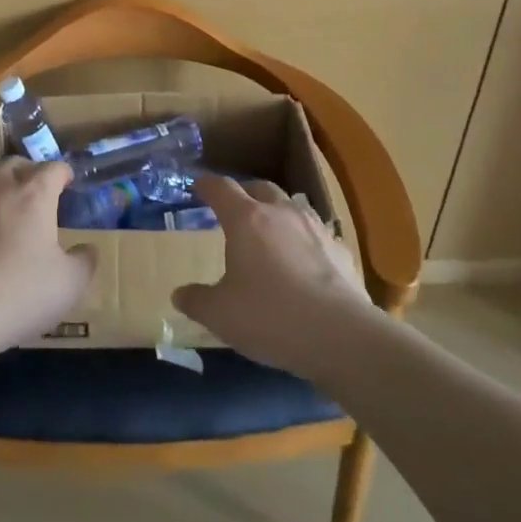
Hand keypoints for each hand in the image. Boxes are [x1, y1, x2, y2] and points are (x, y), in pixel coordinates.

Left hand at [0, 159, 96, 364]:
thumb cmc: (19, 293)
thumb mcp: (69, 285)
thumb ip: (85, 261)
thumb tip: (87, 248)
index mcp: (34, 194)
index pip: (53, 168)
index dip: (65, 174)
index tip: (71, 185)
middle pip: (16, 164)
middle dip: (32, 172)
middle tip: (42, 195)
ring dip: (3, 189)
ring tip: (12, 214)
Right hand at [173, 177, 380, 382]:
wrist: (341, 337)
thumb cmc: (269, 317)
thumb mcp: (220, 315)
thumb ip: (196, 300)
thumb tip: (179, 294)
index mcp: (246, 220)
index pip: (221, 188)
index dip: (207, 185)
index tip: (198, 186)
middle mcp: (281, 213)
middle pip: (260, 187)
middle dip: (244, 193)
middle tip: (234, 208)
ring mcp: (315, 229)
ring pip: (292, 206)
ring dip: (277, 212)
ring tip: (270, 230)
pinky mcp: (340, 251)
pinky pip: (316, 234)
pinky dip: (304, 240)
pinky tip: (304, 261)